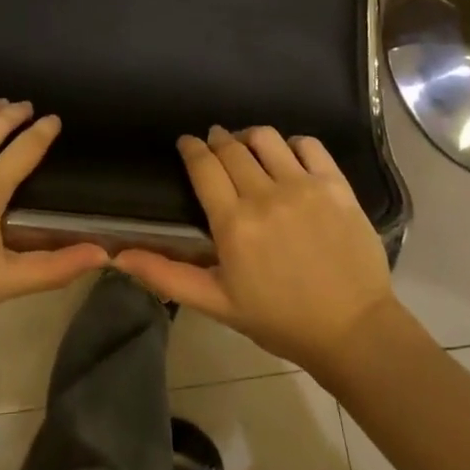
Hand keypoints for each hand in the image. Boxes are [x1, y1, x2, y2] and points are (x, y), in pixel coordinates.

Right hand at [115, 126, 395, 373]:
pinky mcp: (335, 184)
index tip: (187, 142)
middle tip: (214, 144)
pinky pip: (307, 144)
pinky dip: (292, 144)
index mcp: (233, 224)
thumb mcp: (217, 303)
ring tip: (248, 148)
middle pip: (231, 147)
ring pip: (266, 137)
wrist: (353, 331)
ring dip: (249, 137)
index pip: (203, 165)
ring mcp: (303, 186)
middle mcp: (265, 195)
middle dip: (217, 140)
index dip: (191, 148)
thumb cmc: (279, 319)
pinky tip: (287, 157)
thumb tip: (117, 255)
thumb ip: (167, 275)